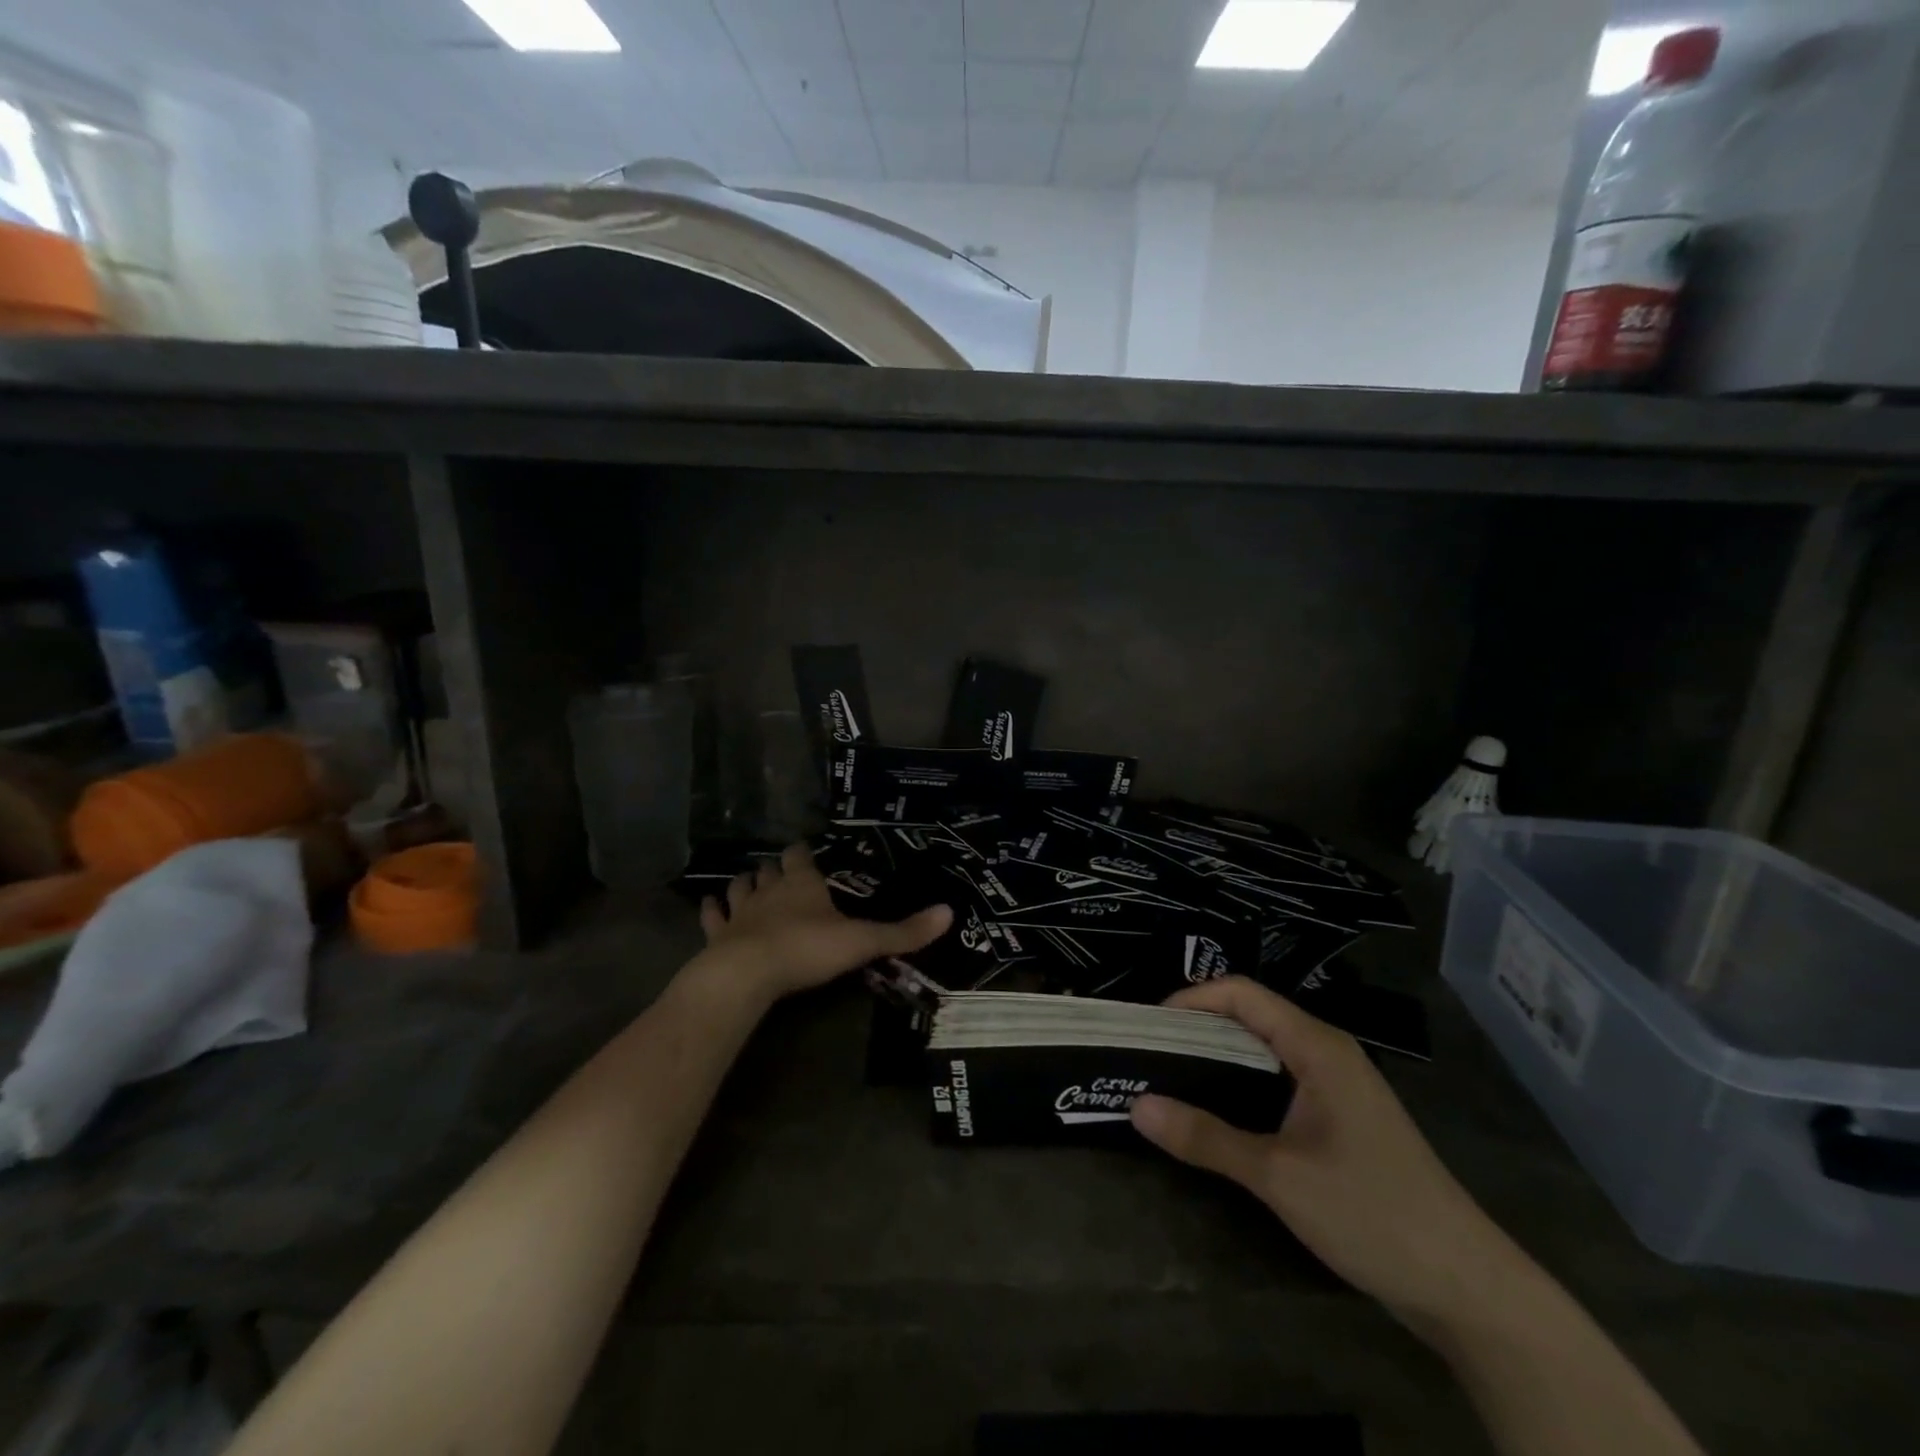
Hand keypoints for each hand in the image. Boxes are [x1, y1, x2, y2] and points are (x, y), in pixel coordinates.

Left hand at [698, 843, 952, 1000]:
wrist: (749, 974)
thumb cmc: (808, 949)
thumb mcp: (863, 941)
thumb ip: (903, 932)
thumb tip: (950, 913)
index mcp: (802, 884)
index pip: (800, 856)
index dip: (802, 852)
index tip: (805, 849)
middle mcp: (769, 890)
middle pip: (769, 869)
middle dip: (774, 868)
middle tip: (780, 871)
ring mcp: (740, 912)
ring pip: (739, 887)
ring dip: (744, 883)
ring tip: (747, 882)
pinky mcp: (717, 935)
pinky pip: (712, 917)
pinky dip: (711, 910)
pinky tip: (709, 905)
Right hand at [1130, 976, 1521, 1330]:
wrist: (1466, 1287)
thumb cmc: (1372, 1213)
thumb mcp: (1278, 1176)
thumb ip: (1205, 1138)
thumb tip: (1136, 1106)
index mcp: (1316, 1046)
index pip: (1241, 994)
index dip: (1191, 999)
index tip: (1148, 1026)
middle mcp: (1326, 1052)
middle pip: (1250, 1016)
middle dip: (1196, 1027)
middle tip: (1148, 1053)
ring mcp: (1336, 1086)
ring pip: (1263, 1050)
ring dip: (1216, 1058)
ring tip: (1169, 1079)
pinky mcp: (1340, 1118)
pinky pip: (1278, 1081)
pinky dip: (1239, 1084)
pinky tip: (1215, 1113)